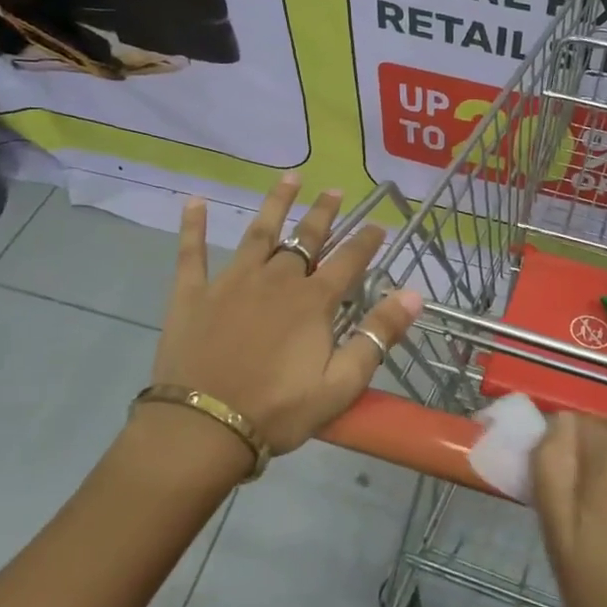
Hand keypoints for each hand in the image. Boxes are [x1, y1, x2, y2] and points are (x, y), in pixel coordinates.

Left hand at [149, 175, 422, 453]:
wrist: (203, 428)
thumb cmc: (278, 410)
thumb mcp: (341, 383)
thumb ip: (378, 335)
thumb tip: (414, 294)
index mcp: (312, 302)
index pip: (348, 261)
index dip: (366, 241)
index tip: (380, 224)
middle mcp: (276, 280)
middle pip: (305, 240)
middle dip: (323, 214)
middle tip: (335, 190)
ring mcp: (232, 283)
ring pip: (259, 233)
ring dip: (276, 204)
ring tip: (289, 178)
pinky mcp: (193, 295)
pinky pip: (192, 253)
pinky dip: (193, 227)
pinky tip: (194, 201)